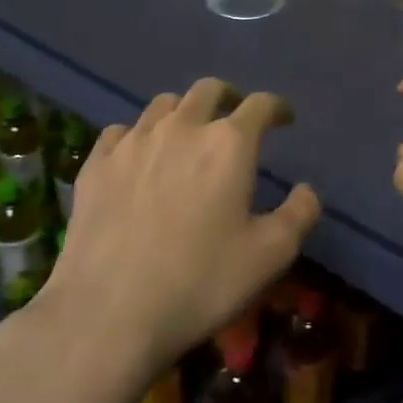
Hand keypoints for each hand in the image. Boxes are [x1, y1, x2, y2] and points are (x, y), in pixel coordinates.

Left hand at [37, 78, 320, 376]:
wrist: (109, 312)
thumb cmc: (201, 282)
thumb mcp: (270, 256)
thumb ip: (299, 215)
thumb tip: (306, 190)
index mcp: (229, 144)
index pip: (260, 105)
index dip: (277, 107)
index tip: (284, 118)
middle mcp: (181, 128)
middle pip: (208, 90)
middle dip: (228, 97)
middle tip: (235, 117)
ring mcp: (132, 142)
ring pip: (162, 104)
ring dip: (182, 112)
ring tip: (186, 135)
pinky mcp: (96, 164)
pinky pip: (119, 132)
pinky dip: (137, 136)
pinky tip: (138, 158)